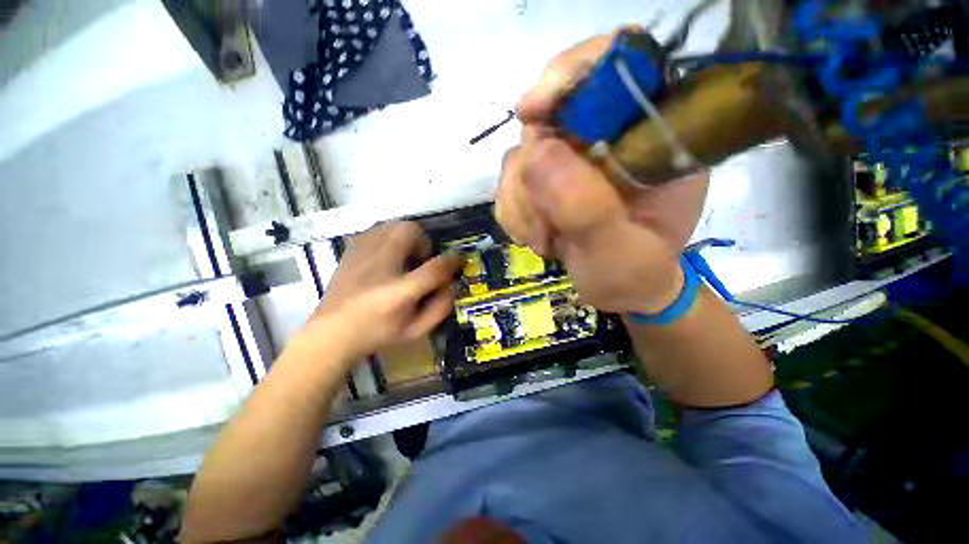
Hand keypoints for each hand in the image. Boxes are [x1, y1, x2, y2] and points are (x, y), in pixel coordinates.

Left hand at [302, 221, 461, 361]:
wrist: (331, 333)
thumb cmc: (377, 333)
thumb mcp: (415, 330)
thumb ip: (440, 308)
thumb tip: (452, 284)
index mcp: (399, 293)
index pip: (435, 268)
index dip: (452, 261)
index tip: (458, 259)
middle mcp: (381, 267)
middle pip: (409, 230)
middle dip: (424, 241)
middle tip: (422, 260)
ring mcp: (362, 255)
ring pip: (392, 224)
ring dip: (407, 236)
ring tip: (405, 256)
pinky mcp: (351, 250)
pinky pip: (376, 229)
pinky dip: (388, 235)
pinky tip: (386, 254)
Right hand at [496, 31, 708, 314]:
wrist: (619, 291)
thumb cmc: (634, 276)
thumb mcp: (620, 253)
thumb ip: (587, 209)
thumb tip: (535, 156)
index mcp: (653, 137)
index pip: (616, 66)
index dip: (569, 76)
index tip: (529, 113)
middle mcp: (608, 137)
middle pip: (548, 117)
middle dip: (532, 175)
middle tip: (544, 226)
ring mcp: (571, 158)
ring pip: (520, 155)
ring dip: (521, 203)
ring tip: (545, 240)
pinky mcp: (546, 179)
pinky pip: (509, 181)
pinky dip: (513, 212)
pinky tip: (535, 236)